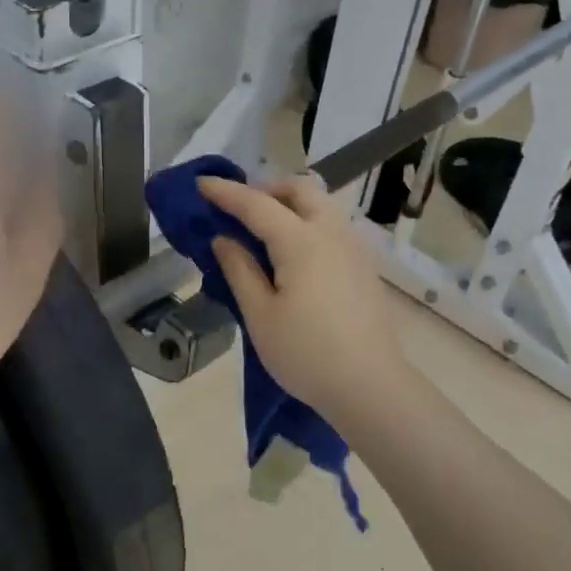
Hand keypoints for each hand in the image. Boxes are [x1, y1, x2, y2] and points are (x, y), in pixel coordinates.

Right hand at [198, 175, 409, 425]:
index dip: (226, 192)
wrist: (369, 385)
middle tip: (239, 210)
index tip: (200, 184)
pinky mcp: (364, 266)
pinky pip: (331, 226)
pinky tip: (293, 254)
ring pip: (320, 205)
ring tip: (263, 231)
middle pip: (299, 190)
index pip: (256, 204)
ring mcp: (353, 248)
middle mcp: (331, 233)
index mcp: (300, 241)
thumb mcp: (260, 315)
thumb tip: (223, 240)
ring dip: (289, 204)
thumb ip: (239, 270)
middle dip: (266, 189)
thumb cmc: (306, 353)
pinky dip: (307, 223)